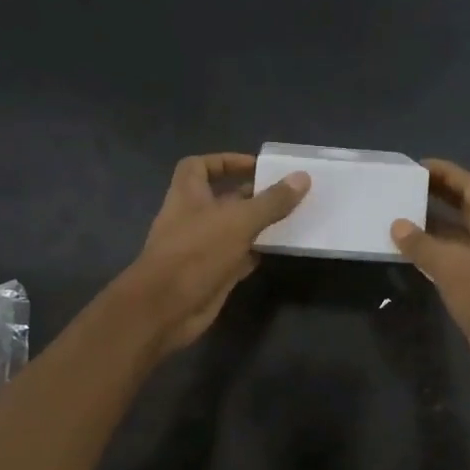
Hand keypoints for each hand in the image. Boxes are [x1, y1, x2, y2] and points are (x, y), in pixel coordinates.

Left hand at [124, 153, 309, 353]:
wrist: (166, 308)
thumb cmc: (197, 252)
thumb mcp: (239, 221)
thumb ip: (271, 201)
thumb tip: (302, 177)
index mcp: (188, 195)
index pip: (199, 166)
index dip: (226, 161)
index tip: (256, 167)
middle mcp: (192, 218)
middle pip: (222, 199)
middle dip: (251, 195)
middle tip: (285, 194)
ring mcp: (201, 248)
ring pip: (232, 230)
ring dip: (256, 225)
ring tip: (290, 218)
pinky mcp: (211, 274)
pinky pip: (237, 258)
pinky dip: (255, 253)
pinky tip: (278, 250)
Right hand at [391, 159, 469, 387]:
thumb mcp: (451, 267)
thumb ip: (422, 244)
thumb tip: (397, 225)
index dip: (446, 172)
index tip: (417, 166)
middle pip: (466, 205)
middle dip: (439, 194)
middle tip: (405, 187)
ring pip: (459, 232)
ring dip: (434, 223)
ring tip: (401, 214)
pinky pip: (455, 256)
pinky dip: (435, 249)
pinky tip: (411, 252)